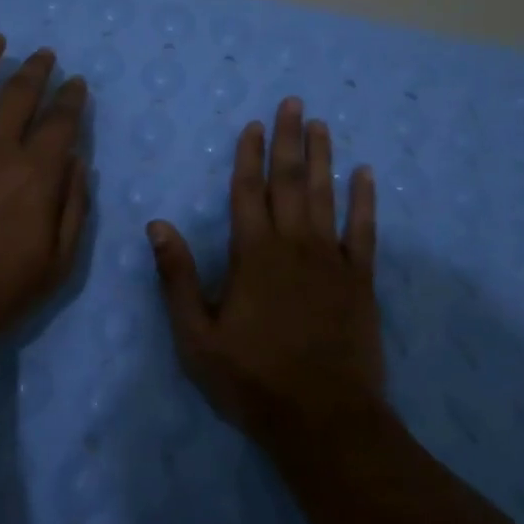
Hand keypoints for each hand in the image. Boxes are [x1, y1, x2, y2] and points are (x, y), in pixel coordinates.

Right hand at [147, 96, 385, 453]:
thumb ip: (178, 277)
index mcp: (253, 253)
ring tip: (321, 124)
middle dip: (289, 139)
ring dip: (323, 157)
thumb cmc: (253, 380)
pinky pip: (364, 230)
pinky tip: (366, 175)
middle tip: (294, 103)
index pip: (248, 190)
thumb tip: (157, 224)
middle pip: (289, 180)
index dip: (250, 154)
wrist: (324, 421)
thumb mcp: (196, 336)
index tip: (255, 124)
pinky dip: (365, 200)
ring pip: (325, 195)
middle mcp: (293, 244)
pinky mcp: (360, 280)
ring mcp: (331, 259)